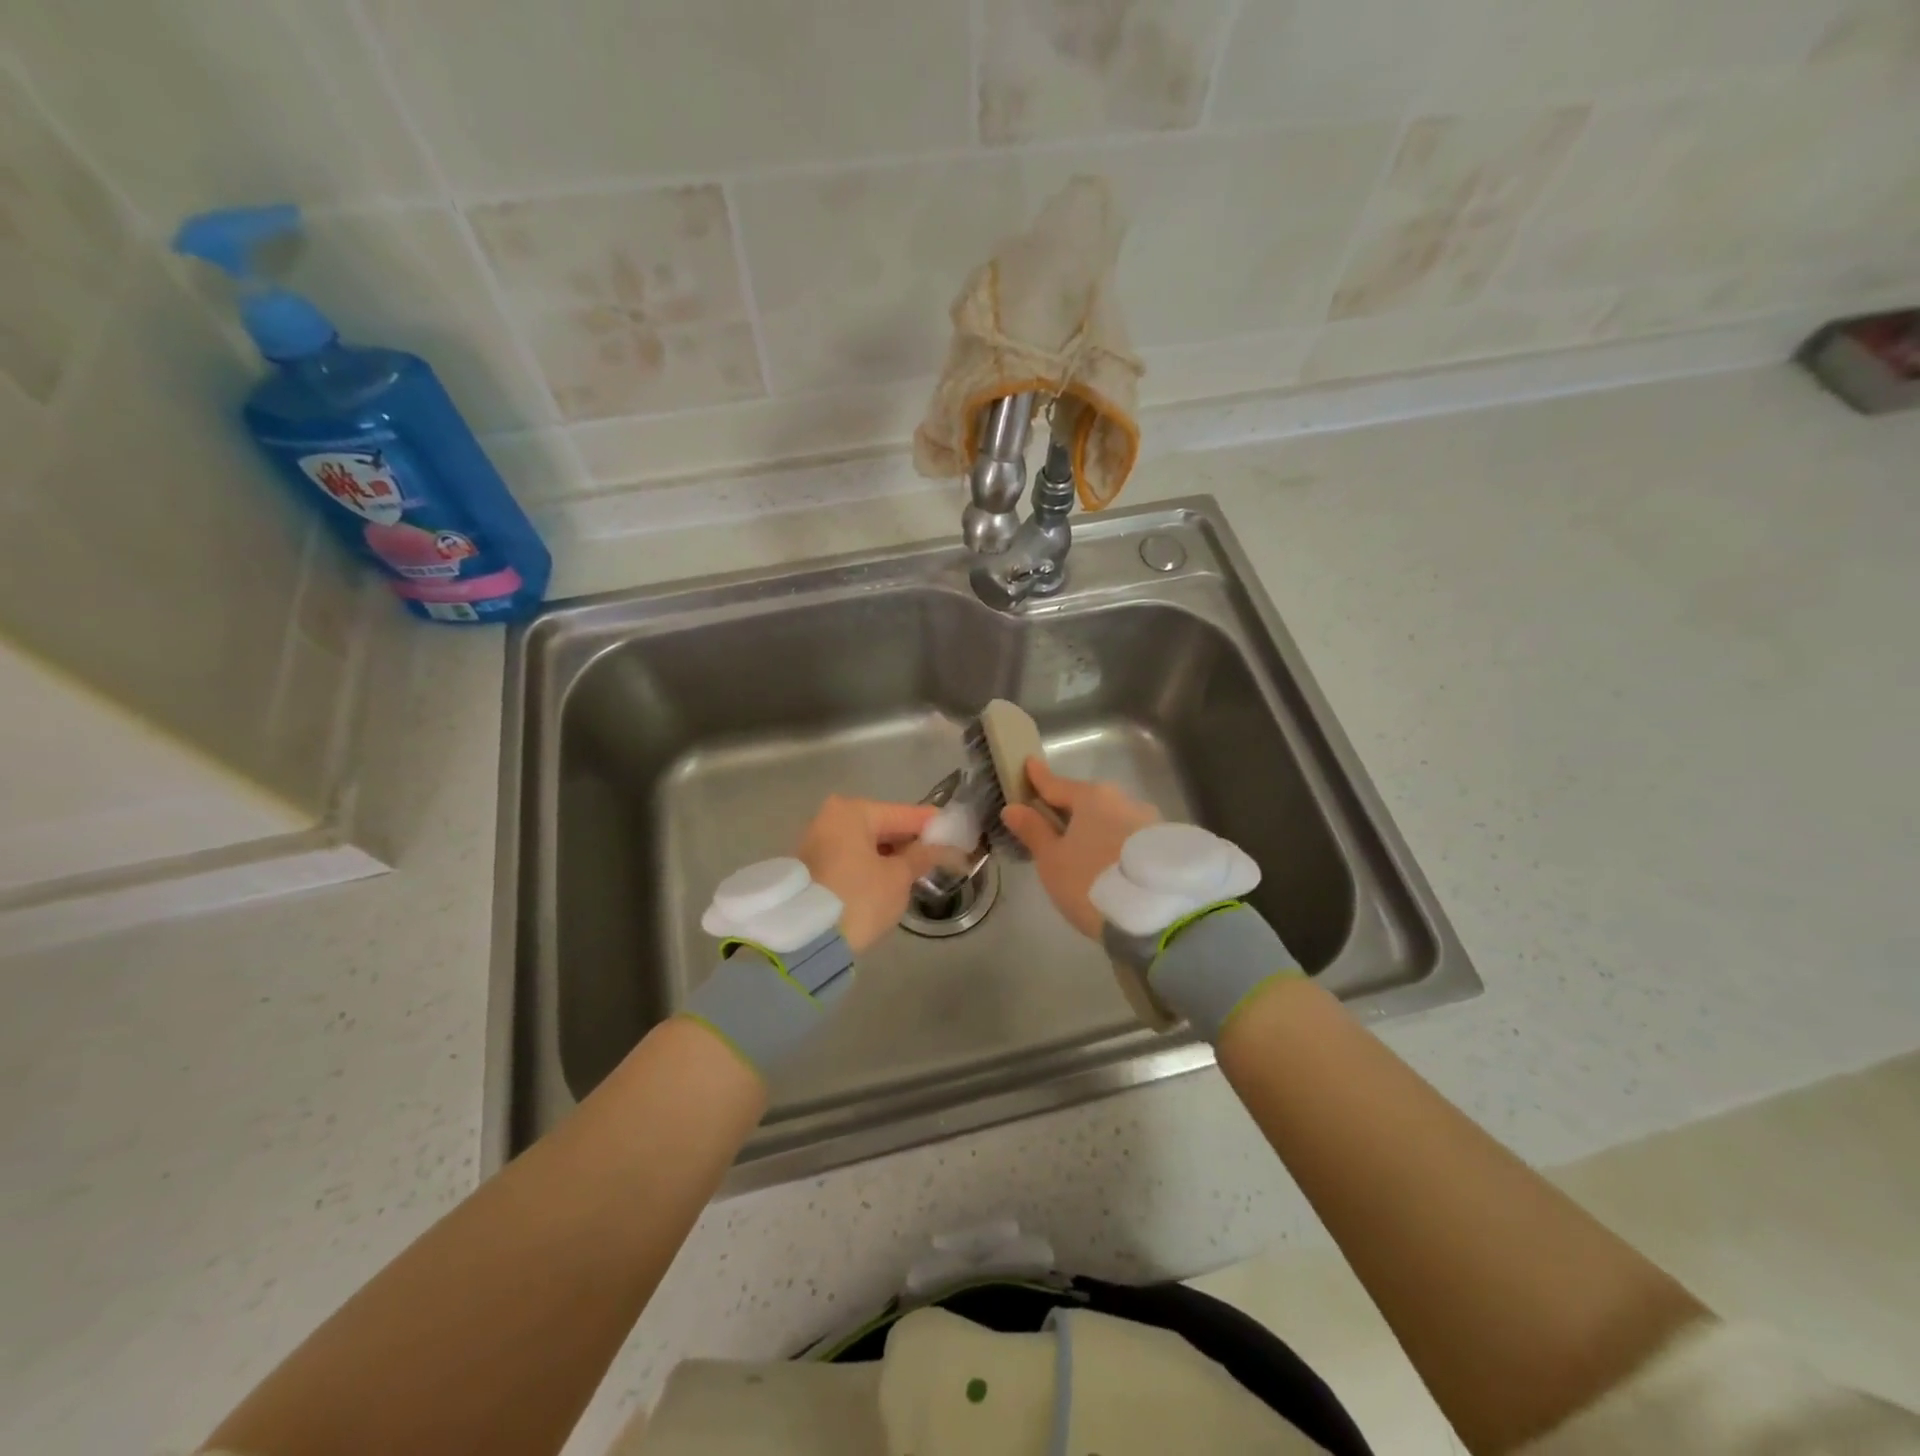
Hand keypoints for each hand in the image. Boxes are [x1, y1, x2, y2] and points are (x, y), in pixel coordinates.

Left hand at [796, 796, 938, 953]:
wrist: (804, 940)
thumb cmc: (858, 899)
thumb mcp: (897, 878)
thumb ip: (922, 856)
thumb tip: (942, 846)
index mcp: (853, 811)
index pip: (905, 813)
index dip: (934, 825)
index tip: (958, 832)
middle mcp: (831, 817)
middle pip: (883, 825)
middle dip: (910, 841)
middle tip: (941, 855)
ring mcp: (817, 841)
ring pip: (866, 842)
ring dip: (890, 854)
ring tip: (919, 870)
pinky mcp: (811, 865)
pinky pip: (851, 856)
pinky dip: (871, 864)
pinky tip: (890, 878)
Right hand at [1000, 758, 1157, 939]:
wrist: (1157, 914)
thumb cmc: (1091, 882)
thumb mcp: (1053, 861)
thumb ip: (1033, 831)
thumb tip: (1013, 807)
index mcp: (1091, 797)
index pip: (1056, 784)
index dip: (1039, 778)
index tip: (1029, 764)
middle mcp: (1122, 799)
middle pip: (1087, 801)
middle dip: (1069, 808)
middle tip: (1051, 821)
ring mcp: (1149, 820)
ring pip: (1111, 818)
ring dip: (1095, 828)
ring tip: (1082, 849)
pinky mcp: (1165, 843)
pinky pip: (1129, 836)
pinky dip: (1115, 843)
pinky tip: (1110, 861)